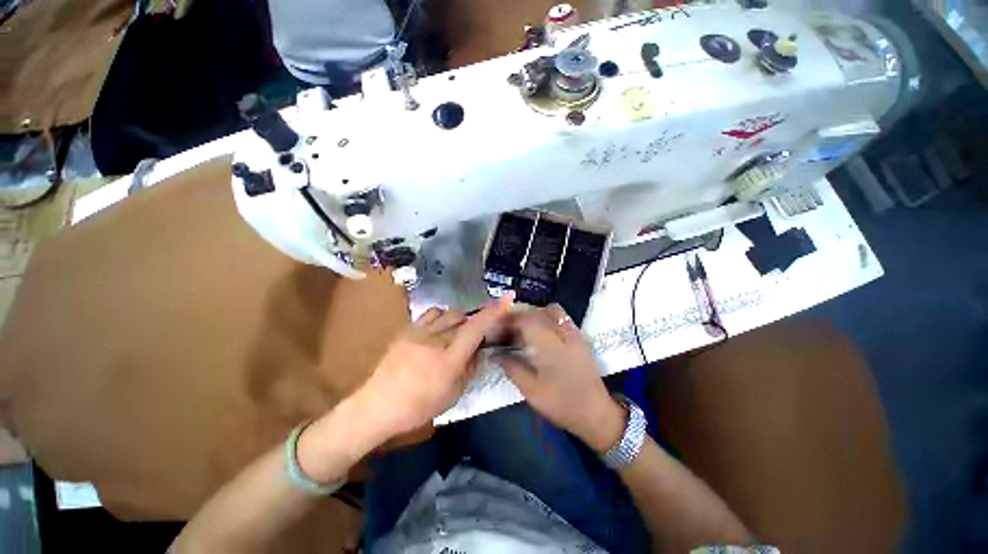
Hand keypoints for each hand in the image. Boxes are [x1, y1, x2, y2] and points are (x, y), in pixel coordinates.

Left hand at [352, 296, 513, 440]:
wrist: (376, 406)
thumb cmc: (417, 407)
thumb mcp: (452, 395)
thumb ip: (468, 369)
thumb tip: (477, 351)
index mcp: (447, 361)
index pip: (474, 330)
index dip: (492, 313)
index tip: (506, 299)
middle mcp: (434, 341)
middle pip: (462, 319)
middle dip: (473, 324)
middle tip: (472, 338)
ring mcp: (418, 333)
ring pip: (447, 313)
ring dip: (458, 320)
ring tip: (455, 333)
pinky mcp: (406, 330)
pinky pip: (430, 313)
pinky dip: (441, 317)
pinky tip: (438, 329)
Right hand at [499, 305, 626, 452]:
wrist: (596, 414)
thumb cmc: (562, 404)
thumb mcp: (532, 392)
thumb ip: (513, 369)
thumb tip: (497, 355)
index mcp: (550, 346)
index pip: (527, 320)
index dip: (510, 319)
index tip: (498, 326)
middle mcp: (564, 334)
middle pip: (539, 311)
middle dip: (521, 315)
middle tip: (509, 327)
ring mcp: (574, 334)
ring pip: (553, 311)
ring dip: (535, 314)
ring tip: (524, 328)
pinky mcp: (580, 338)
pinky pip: (562, 318)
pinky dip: (548, 318)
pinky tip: (541, 333)